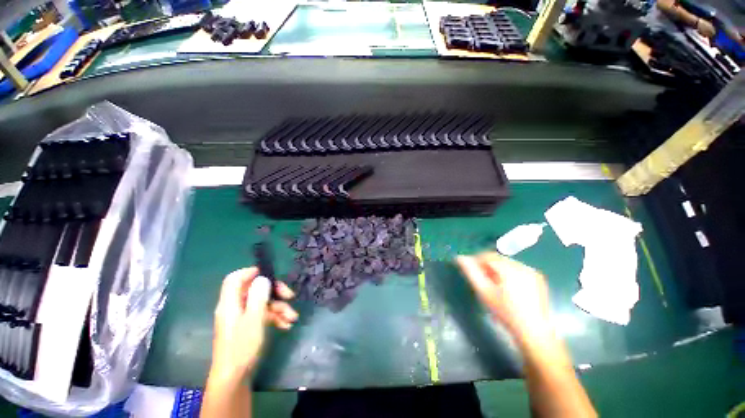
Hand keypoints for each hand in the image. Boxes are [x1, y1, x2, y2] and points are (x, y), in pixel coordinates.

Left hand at [210, 267, 298, 380]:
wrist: (235, 378)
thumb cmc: (242, 346)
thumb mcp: (253, 319)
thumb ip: (258, 296)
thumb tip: (262, 278)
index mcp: (230, 303)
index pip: (234, 279)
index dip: (249, 272)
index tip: (268, 274)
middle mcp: (235, 308)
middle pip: (254, 290)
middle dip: (274, 291)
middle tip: (289, 295)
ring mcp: (241, 318)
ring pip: (262, 303)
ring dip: (279, 308)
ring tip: (292, 318)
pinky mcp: (247, 327)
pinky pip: (262, 315)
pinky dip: (275, 318)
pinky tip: (286, 326)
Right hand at [457, 253, 552, 346]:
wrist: (533, 332)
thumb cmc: (505, 312)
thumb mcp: (484, 292)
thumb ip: (471, 272)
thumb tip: (459, 257)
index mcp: (509, 269)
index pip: (488, 256)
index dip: (476, 260)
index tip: (470, 270)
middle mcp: (522, 266)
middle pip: (498, 259)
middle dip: (487, 266)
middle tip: (481, 279)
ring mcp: (532, 272)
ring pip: (507, 263)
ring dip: (497, 269)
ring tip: (494, 285)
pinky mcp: (538, 278)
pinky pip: (518, 269)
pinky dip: (509, 273)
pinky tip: (507, 288)